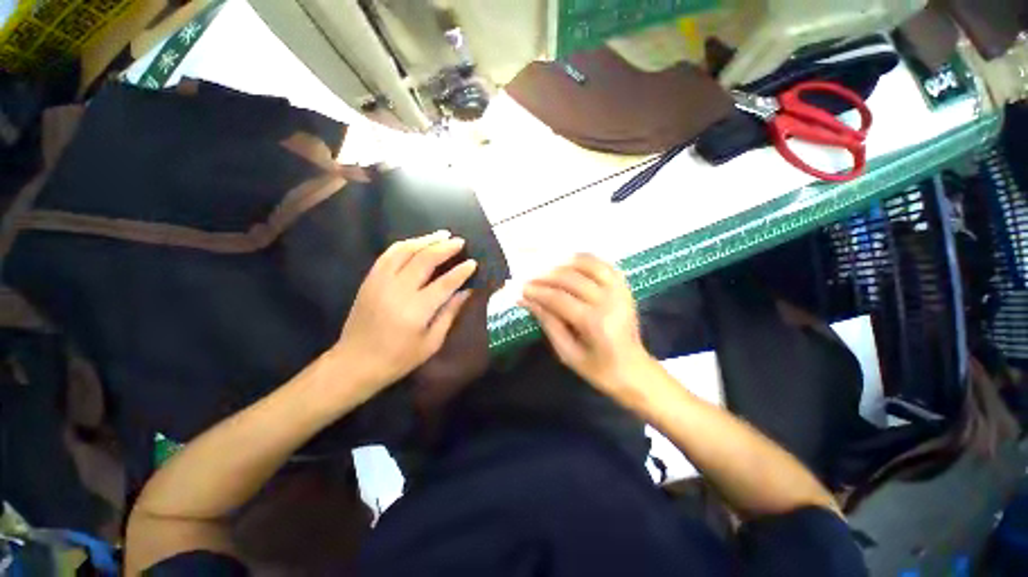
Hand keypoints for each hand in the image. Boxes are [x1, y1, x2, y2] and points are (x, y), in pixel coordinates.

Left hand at [332, 231, 476, 400]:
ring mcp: (380, 282)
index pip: (445, 283)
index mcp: (416, 310)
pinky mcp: (370, 280)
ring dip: (425, 240)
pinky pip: (388, 255)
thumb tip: (466, 292)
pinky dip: (405, 245)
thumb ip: (449, 314)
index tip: (473, 263)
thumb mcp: (431, 343)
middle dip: (445, 248)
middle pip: (425, 259)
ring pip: (405, 250)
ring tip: (442, 235)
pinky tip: (417, 242)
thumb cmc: (398, 358)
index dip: (461, 271)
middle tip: (460, 242)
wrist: (355, 363)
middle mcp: (398, 290)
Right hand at [520, 254, 651, 397]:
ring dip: (564, 262)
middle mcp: (610, 301)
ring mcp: (620, 291)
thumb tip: (526, 300)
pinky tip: (570, 263)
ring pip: (588, 264)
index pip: (559, 298)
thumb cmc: (598, 368)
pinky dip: (584, 260)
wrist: (633, 370)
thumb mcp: (567, 353)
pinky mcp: (625, 287)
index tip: (520, 288)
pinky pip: (603, 264)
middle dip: (545, 276)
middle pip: (571, 278)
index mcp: (595, 323)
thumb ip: (547, 323)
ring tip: (547, 268)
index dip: (537, 291)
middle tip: (529, 278)